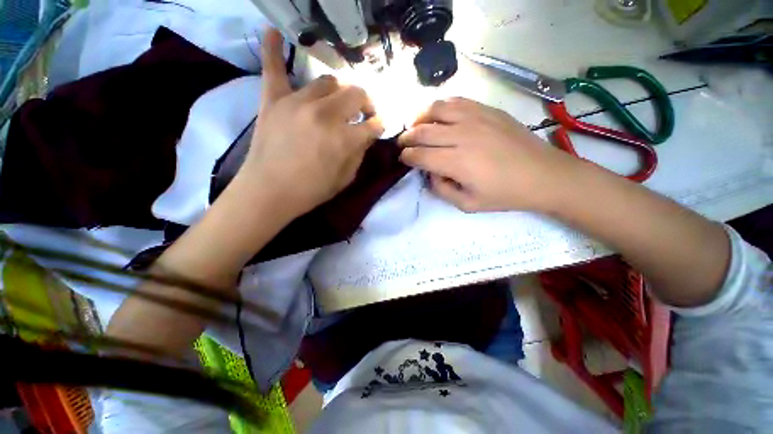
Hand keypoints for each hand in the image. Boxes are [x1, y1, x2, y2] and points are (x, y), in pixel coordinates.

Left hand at [230, 29, 383, 217]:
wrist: (268, 193)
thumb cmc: (311, 191)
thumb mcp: (345, 179)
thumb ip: (359, 154)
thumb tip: (365, 135)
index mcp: (344, 139)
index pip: (373, 123)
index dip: (380, 125)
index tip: (380, 126)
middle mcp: (325, 114)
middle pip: (356, 94)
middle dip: (366, 103)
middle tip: (363, 113)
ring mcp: (297, 103)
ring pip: (328, 82)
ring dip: (339, 91)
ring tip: (337, 102)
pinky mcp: (273, 100)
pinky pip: (273, 68)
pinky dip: (272, 49)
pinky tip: (272, 32)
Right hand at [398, 98, 572, 211]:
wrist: (544, 175)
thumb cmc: (505, 194)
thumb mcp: (468, 204)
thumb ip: (442, 190)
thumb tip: (430, 173)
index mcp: (457, 163)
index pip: (420, 156)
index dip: (407, 157)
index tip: (403, 158)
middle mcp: (462, 136)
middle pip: (423, 131)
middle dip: (406, 137)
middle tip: (402, 143)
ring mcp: (476, 118)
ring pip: (436, 109)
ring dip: (419, 118)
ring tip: (416, 126)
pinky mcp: (487, 110)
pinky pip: (456, 101)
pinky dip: (440, 106)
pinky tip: (438, 115)